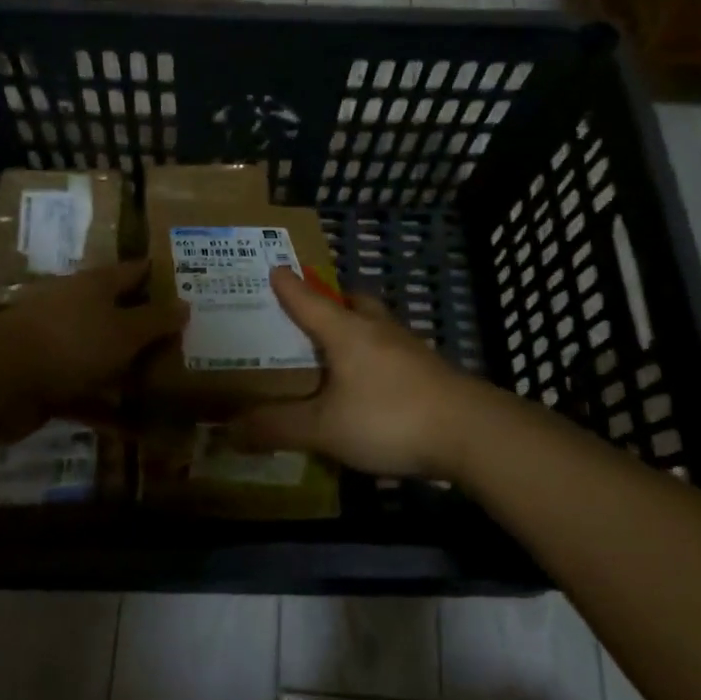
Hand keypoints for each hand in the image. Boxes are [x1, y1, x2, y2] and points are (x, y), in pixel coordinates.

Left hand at [0, 260, 183, 414]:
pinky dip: (109, 410)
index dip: (161, 277)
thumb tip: (184, 304)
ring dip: (132, 374)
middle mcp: (79, 309)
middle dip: (151, 330)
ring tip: (171, 390)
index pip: (135, 272)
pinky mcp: (49, 382)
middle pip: (121, 316)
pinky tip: (138, 429)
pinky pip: (88, 395)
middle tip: (190, 344)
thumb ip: (156, 320)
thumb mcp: (124, 331)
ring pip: (105, 357)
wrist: (0, 380)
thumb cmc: (72, 341)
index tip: (191, 286)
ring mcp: (61, 346)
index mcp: (96, 286)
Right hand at [232, 268, 483, 477]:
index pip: (308, 300)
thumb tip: (230, 430)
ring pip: (377, 323)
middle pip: (352, 300)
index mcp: (346, 331)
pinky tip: (373, 381)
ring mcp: (409, 348)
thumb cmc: (389, 417)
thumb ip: (279, 427)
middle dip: (331, 300)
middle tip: (312, 312)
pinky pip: (394, 349)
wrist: (470, 431)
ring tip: (339, 346)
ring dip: (358, 325)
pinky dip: (377, 354)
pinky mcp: (430, 370)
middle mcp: (377, 329)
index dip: (289, 286)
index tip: (275, 268)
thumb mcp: (325, 428)